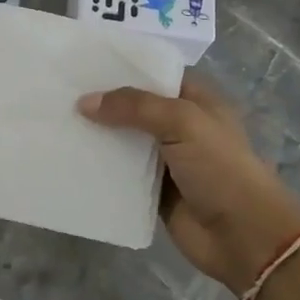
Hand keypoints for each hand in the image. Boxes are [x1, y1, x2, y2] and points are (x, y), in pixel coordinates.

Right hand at [78, 76, 299, 294]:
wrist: (244, 237)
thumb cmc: (220, 168)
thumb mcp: (182, 122)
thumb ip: (134, 107)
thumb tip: (84, 102)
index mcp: (195, 100)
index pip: (155, 73)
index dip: (123, 68)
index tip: (83, 63)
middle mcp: (180, 126)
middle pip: (134, 107)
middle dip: (103, 102)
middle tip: (58, 92)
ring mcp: (167, 160)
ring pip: (124, 140)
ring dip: (97, 135)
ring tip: (55, 122)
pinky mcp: (154, 191)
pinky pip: (122, 174)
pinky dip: (100, 168)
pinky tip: (69, 159)